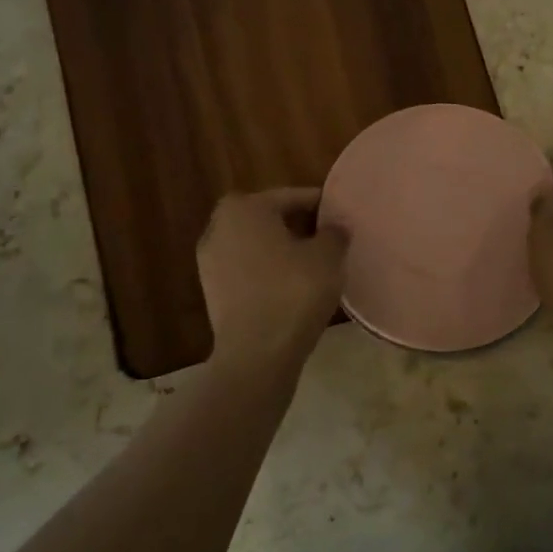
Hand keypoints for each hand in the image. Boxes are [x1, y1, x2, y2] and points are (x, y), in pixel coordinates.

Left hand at [198, 188, 348, 366]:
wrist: (256, 354)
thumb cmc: (293, 292)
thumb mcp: (328, 256)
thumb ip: (334, 233)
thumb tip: (335, 227)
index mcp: (244, 208)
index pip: (292, 197)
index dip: (321, 206)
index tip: (342, 217)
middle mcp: (219, 227)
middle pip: (269, 218)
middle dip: (298, 226)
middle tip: (329, 239)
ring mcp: (210, 261)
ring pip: (257, 245)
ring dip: (282, 250)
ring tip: (313, 265)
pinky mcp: (213, 292)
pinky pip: (248, 271)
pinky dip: (269, 273)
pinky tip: (293, 288)